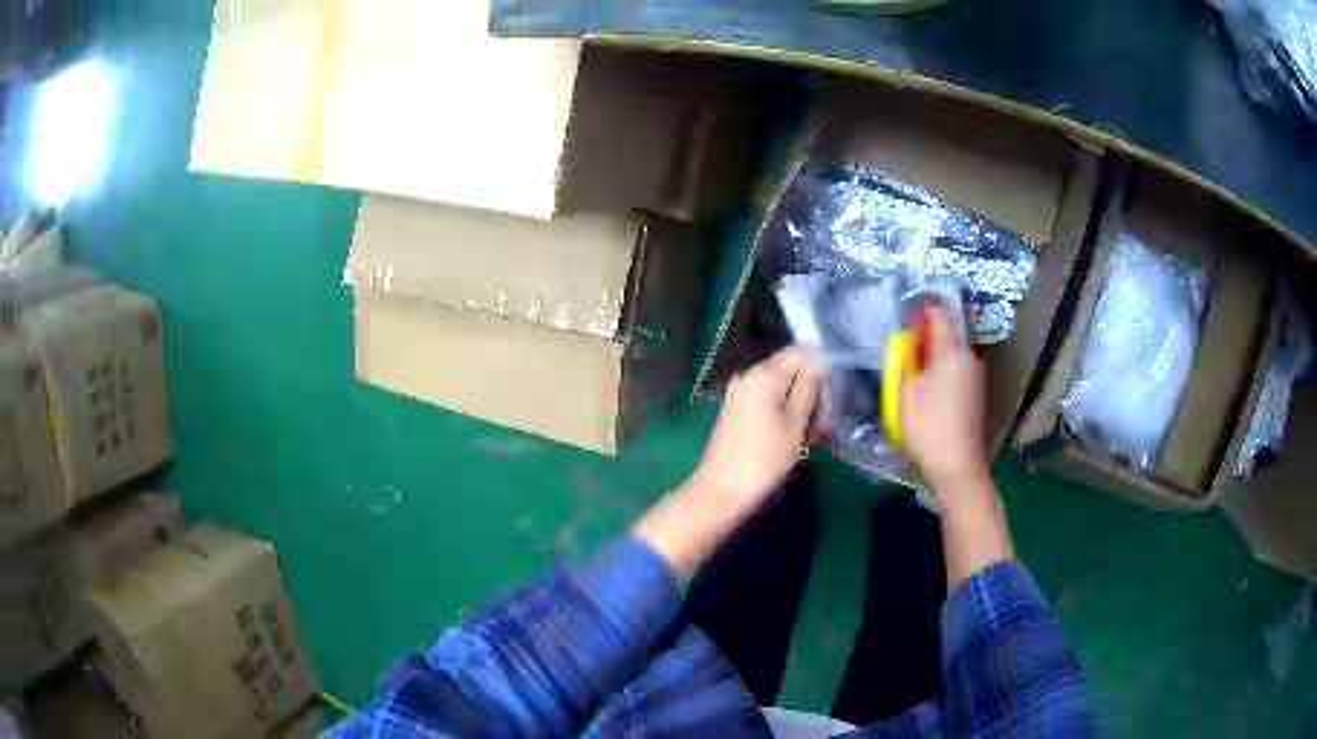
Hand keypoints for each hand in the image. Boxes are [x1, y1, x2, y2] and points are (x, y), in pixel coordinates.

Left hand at [634, 348, 824, 574]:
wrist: (721, 491)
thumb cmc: (764, 458)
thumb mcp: (795, 423)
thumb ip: (809, 387)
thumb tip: (821, 359)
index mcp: (763, 374)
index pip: (800, 352)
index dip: (821, 368)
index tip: (832, 396)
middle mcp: (748, 376)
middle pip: (790, 370)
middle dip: (811, 392)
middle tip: (823, 424)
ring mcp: (740, 394)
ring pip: (781, 389)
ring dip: (800, 407)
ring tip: (811, 437)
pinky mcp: (737, 411)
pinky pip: (768, 402)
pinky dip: (784, 415)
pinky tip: (794, 439)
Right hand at [902, 306, 1014, 586]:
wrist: (956, 465)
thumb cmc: (927, 425)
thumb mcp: (906, 389)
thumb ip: (907, 359)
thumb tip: (909, 343)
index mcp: (952, 350)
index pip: (938, 314)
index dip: (920, 312)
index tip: (904, 319)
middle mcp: (968, 356)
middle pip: (946, 334)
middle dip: (925, 337)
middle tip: (903, 349)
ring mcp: (975, 376)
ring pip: (951, 354)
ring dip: (933, 356)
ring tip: (911, 370)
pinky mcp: (975, 393)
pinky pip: (955, 370)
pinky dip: (941, 372)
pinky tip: (927, 390)